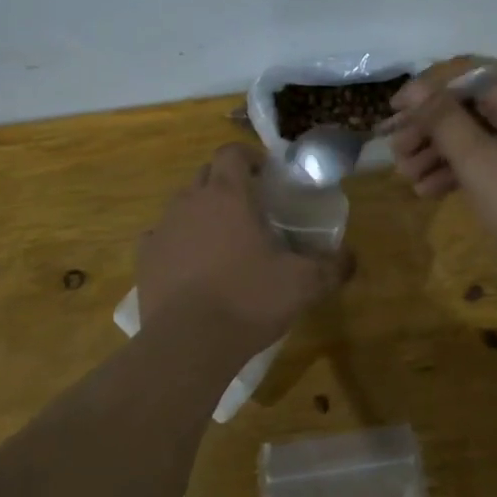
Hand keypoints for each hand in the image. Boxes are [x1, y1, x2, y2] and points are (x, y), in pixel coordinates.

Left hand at [137, 144, 350, 349]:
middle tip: (250, 208)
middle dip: (227, 183)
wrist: (189, 343)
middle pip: (206, 174)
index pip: (231, 152)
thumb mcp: (303, 284)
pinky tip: (192, 266)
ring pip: (183, 204)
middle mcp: (190, 201)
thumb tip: (350, 258)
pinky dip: (178, 242)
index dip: (248, 157)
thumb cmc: (249, 300)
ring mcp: (163, 228)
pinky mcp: (145, 258)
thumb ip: (332, 266)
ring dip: (202, 212)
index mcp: (228, 195)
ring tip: (222, 240)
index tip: (265, 175)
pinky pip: (162, 237)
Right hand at [384, 58, 496, 272]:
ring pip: (474, 132)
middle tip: (396, 154)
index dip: (423, 91)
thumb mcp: (478, 161)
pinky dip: (460, 169)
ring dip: (438, 152)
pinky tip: (429, 191)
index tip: (391, 114)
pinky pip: (489, 155)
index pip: (462, 74)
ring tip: (407, 178)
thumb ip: (443, 120)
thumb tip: (415, 89)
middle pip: (466, 104)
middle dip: (427, 128)